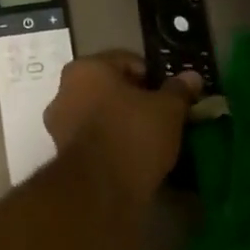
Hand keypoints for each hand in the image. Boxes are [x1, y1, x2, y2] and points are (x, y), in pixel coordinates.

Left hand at [44, 52, 200, 204]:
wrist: (101, 188)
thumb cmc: (134, 134)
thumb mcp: (168, 109)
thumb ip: (178, 90)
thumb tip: (191, 77)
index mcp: (86, 68)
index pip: (127, 62)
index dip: (153, 76)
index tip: (170, 95)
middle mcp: (64, 90)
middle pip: (108, 88)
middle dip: (134, 99)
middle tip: (161, 115)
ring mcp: (58, 123)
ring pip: (98, 113)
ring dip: (120, 120)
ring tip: (148, 138)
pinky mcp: (61, 152)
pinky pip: (92, 137)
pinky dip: (109, 141)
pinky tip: (130, 154)